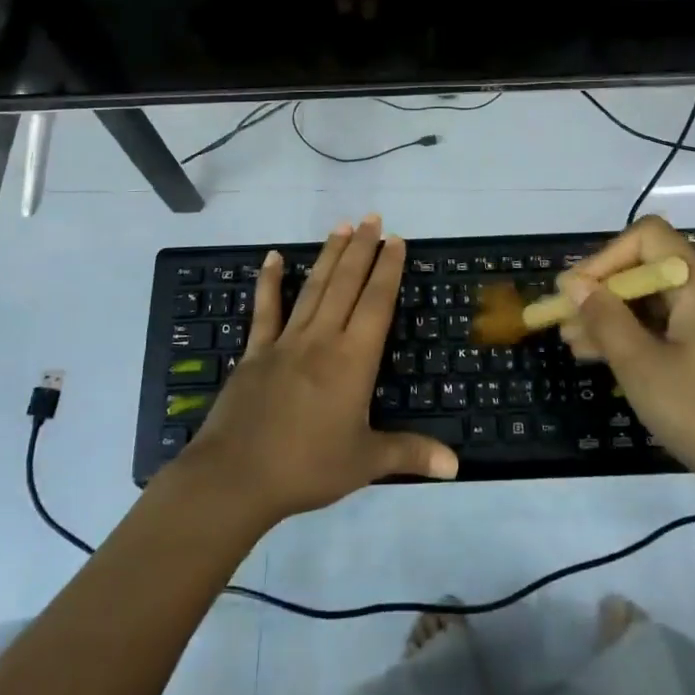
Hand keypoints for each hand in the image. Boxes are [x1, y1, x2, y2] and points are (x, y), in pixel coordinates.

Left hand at [179, 215, 457, 527]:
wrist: (236, 476)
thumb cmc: (307, 467)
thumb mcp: (365, 463)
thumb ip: (410, 454)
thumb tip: (457, 466)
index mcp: (353, 360)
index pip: (376, 303)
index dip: (388, 269)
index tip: (396, 240)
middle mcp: (322, 339)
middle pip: (346, 284)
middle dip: (362, 248)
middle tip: (372, 218)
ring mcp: (285, 341)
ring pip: (313, 288)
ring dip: (329, 255)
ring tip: (341, 226)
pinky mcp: (255, 351)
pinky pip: (265, 309)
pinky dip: (270, 281)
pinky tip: (274, 257)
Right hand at [559, 215, 694, 502]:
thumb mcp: (642, 367)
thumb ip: (605, 319)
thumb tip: (574, 284)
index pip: (648, 238)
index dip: (606, 257)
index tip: (575, 292)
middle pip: (649, 270)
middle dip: (603, 292)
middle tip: (564, 321)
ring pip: (656, 302)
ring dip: (614, 317)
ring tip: (574, 344)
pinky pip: (670, 328)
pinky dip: (637, 336)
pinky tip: (604, 357)